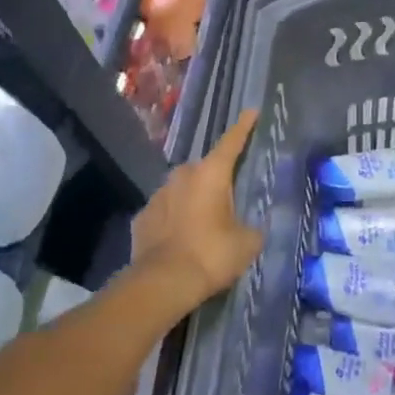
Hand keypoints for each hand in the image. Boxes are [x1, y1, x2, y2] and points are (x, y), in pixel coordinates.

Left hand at [131, 110, 262, 309]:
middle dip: (216, 181)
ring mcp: (158, 195)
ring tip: (204, 226)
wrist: (163, 282)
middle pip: (205, 170)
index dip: (243, 127)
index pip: (231, 142)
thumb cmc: (211, 254)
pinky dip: (174, 220)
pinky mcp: (142, 217)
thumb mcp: (247, 243)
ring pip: (182, 191)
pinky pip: (165, 212)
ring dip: (193, 201)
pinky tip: (181, 240)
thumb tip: (250, 228)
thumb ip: (252, 228)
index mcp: (211, 174)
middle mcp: (182, 175)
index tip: (251, 111)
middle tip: (228, 200)